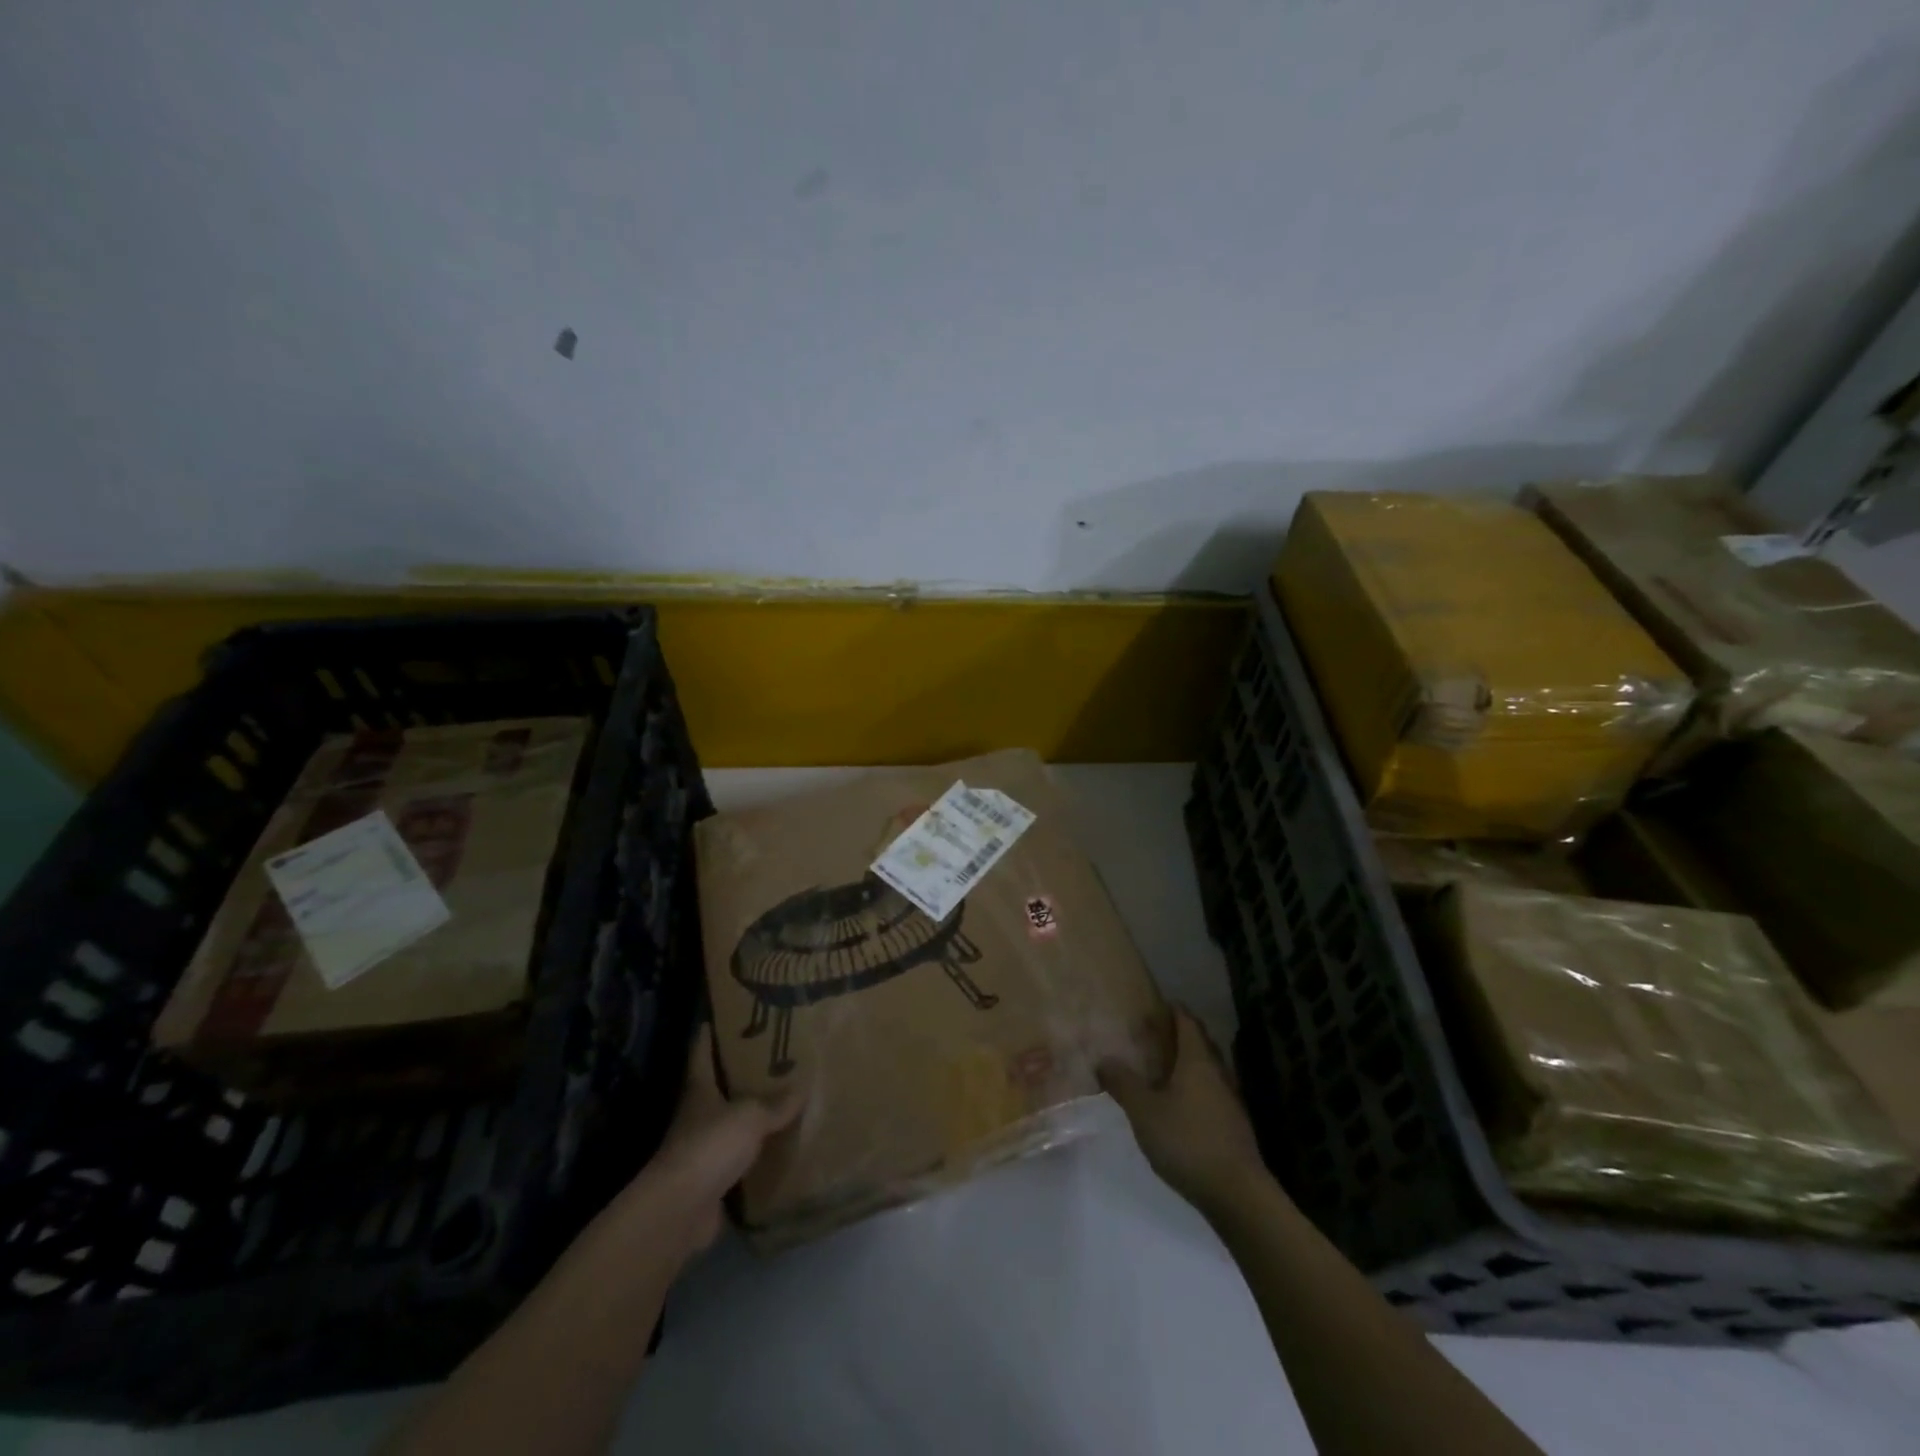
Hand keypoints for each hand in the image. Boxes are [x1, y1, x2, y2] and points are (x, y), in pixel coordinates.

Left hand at [631, 1024, 802, 1254]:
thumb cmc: (711, 1145)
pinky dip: (757, 1154)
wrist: (682, 1210)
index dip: (711, 1031)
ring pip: (731, 1123)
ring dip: (751, 1115)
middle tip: (774, 1055)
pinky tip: (782, 1146)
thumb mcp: (751, 1115)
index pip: (702, 1051)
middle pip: (718, 1086)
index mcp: (700, 1088)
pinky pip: (741, 1160)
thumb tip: (803, 1086)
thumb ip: (777, 1102)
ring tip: (786, 1098)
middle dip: (741, 1073)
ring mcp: (703, 1149)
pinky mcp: (713, 1180)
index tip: (727, 1014)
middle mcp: (697, 1114)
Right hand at [1099, 1007, 1265, 1215]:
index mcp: (1198, 1060)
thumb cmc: (1187, 1141)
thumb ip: (1123, 1083)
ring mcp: (1229, 1101)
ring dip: (1187, 1063)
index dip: (1172, 1009)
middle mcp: (1217, 1073)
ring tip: (1160, 1068)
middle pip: (1200, 1043)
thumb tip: (1103, 1059)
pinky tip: (1177, 1105)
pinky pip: (1210, 1093)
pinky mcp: (1233, 1126)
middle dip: (1179, 1035)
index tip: (1154, 1004)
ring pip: (1207, 1070)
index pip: (1187, 1022)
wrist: (1237, 1194)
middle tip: (1152, 1034)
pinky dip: (1193, 1088)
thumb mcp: (1144, 1111)